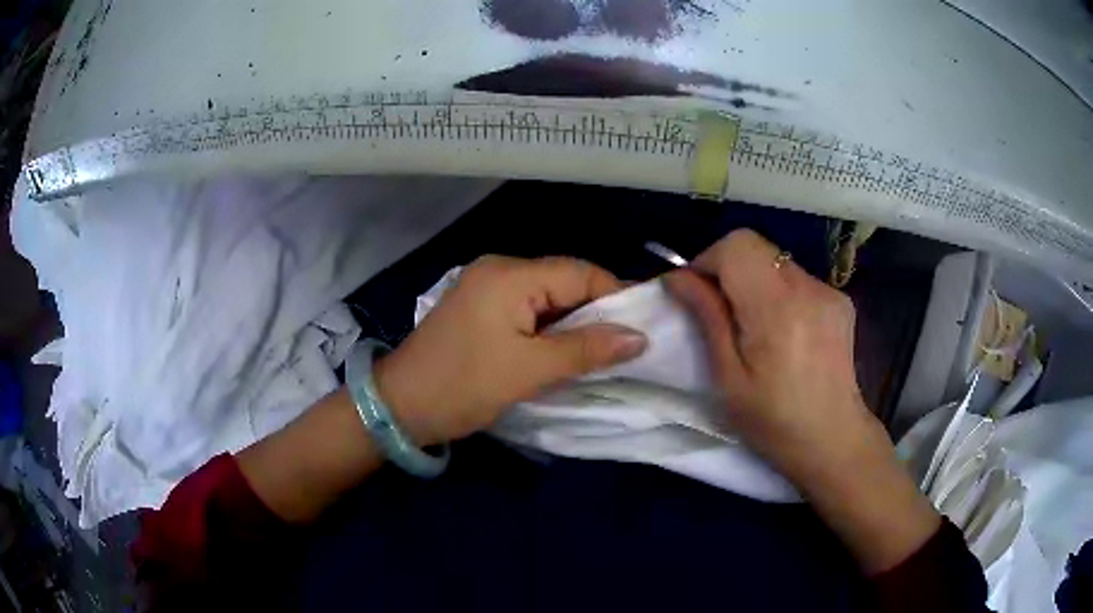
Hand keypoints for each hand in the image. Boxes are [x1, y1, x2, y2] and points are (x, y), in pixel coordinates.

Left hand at [375, 256, 648, 444]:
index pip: (580, 273)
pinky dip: (549, 328)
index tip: (642, 329)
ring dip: (573, 323)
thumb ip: (587, 349)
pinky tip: (563, 350)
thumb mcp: (530, 370)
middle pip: (564, 281)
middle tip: (624, 346)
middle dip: (595, 312)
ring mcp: (485, 287)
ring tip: (599, 352)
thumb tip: (640, 337)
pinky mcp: (479, 307)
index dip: (615, 297)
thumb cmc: (464, 385)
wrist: (399, 406)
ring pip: (547, 297)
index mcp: (510, 275)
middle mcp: (498, 269)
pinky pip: (527, 309)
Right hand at [663, 229, 870, 476]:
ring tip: (754, 326)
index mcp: (778, 309)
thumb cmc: (773, 421)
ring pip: (776, 260)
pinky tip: (783, 330)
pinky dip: (779, 292)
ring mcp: (829, 291)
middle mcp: (808, 288)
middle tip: (720, 310)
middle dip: (728, 268)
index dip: (708, 261)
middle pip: (756, 246)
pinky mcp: (840, 299)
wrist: (833, 440)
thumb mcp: (728, 378)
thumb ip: (707, 319)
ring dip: (754, 280)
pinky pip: (797, 278)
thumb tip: (678, 278)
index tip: (697, 294)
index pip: (737, 246)